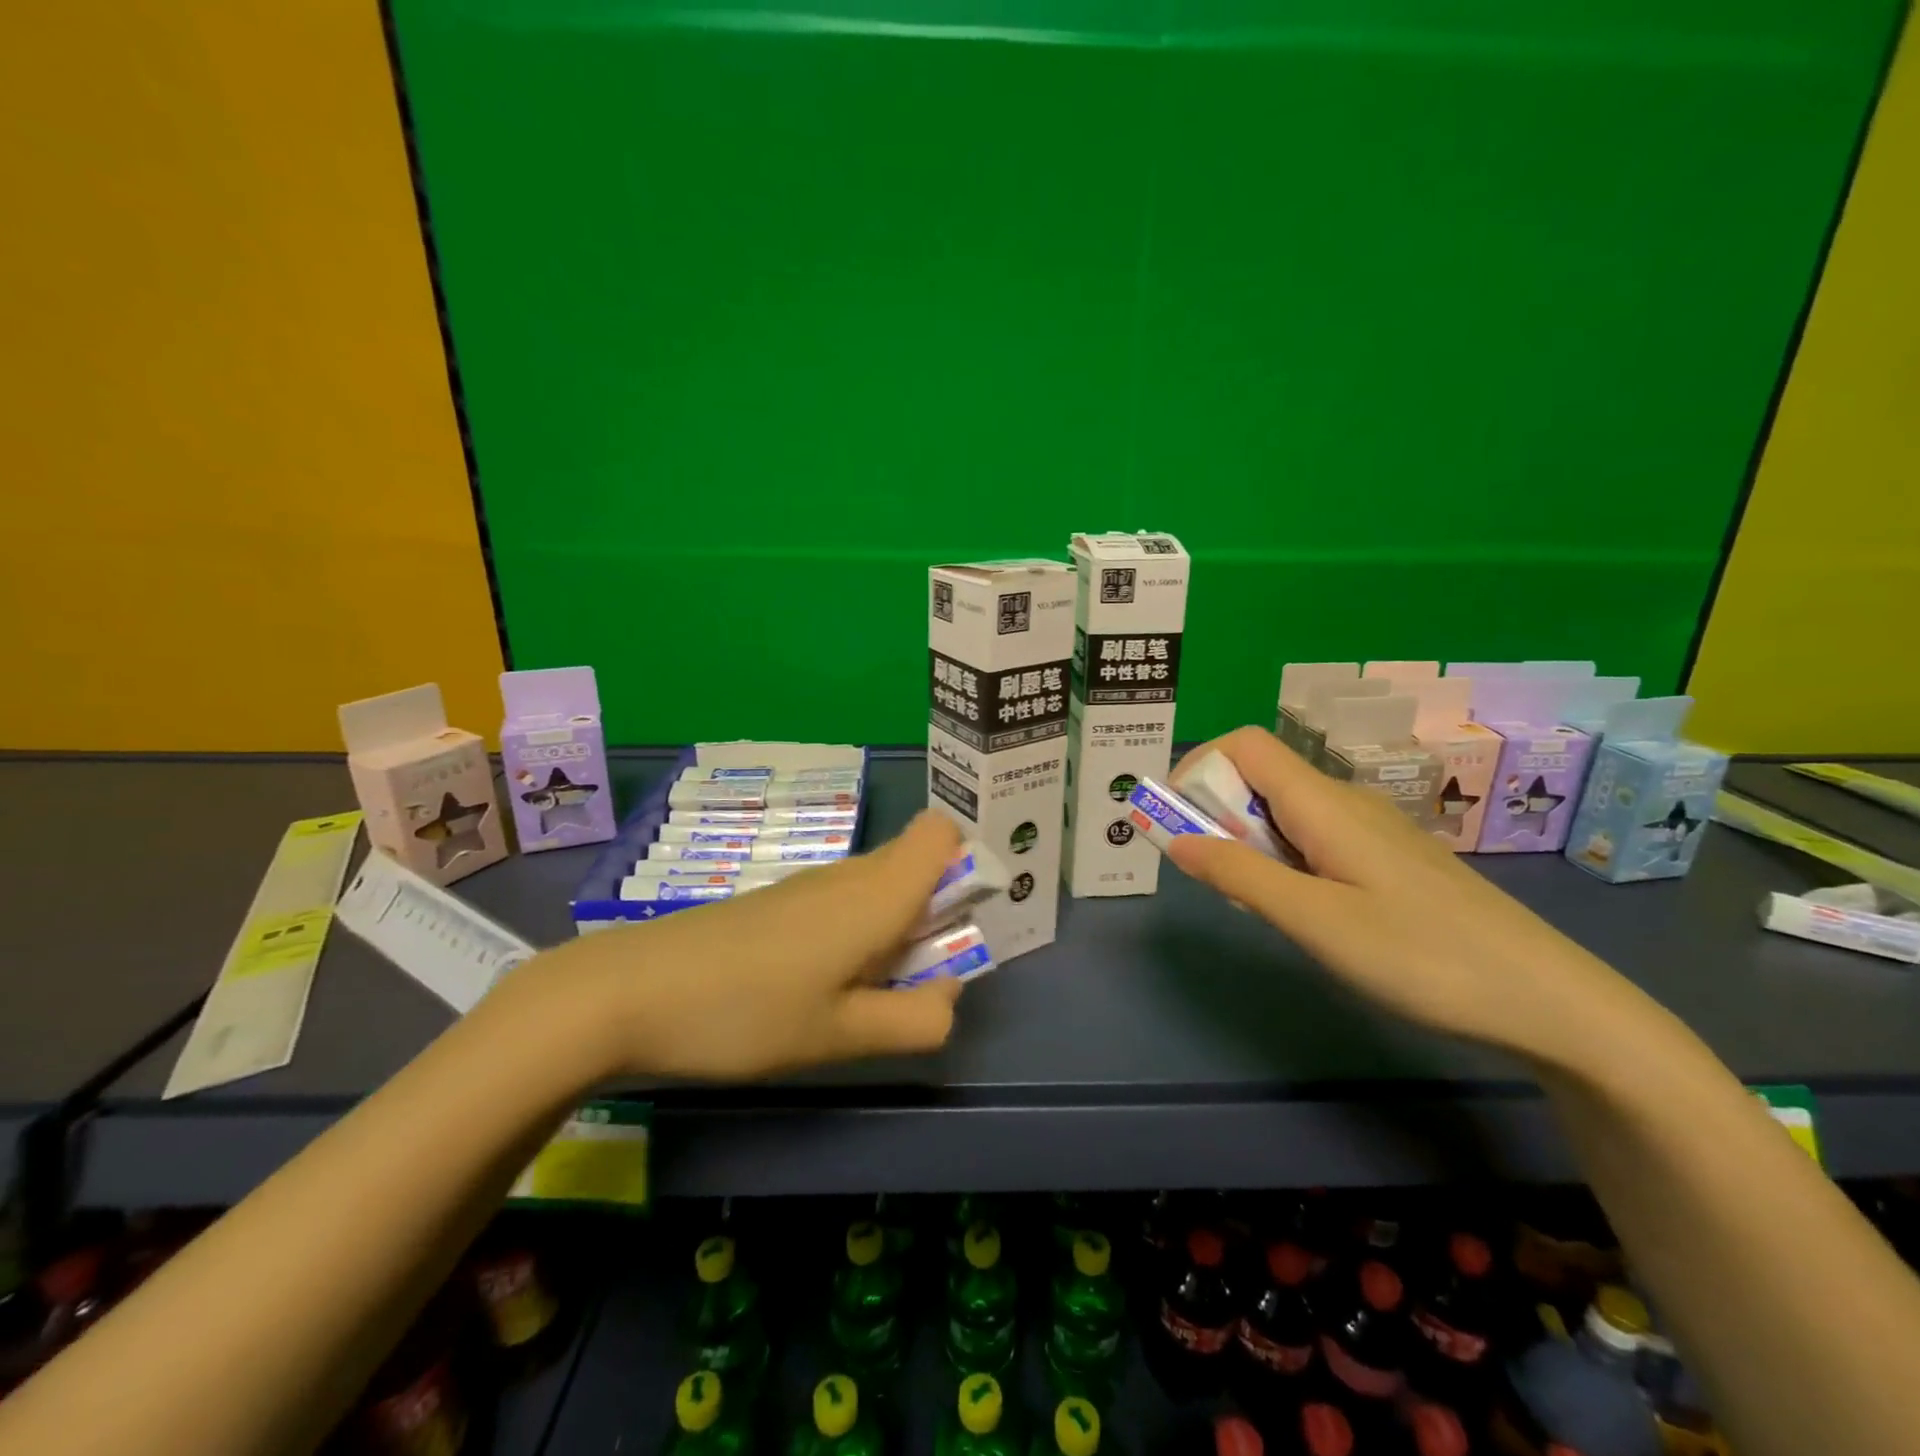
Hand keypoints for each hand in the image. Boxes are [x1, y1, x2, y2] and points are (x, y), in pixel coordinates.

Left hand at [535, 810, 967, 1080]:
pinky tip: (818, 989)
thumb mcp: (841, 1035)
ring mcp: (808, 886)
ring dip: (895, 932)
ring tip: (863, 998)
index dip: (966, 868)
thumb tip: (950, 995)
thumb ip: (915, 1019)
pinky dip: (856, 937)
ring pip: (879, 888)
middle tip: (913, 983)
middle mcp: (849, 875)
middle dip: (936, 915)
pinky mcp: (778, 904)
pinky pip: (842, 904)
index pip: (943, 834)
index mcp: (877, 893)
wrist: (628, 992)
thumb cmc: (745, 1012)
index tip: (959, 926)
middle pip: (917, 865)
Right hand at [1166, 727, 1638, 1057]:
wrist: (1549, 1000)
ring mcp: (1370, 830)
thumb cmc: (1423, 957)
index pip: (1243, 745)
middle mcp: (1344, 802)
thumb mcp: (1316, 921)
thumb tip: (1174, 838)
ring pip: (1284, 812)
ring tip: (1261, 906)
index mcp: (1323, 803)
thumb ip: (1239, 874)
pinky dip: (1284, 861)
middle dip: (1218, 816)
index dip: (1199, 768)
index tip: (1178, 822)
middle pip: (1259, 777)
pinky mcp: (1387, 859)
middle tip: (1219, 880)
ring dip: (1249, 844)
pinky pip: (1313, 839)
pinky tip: (1306, 912)